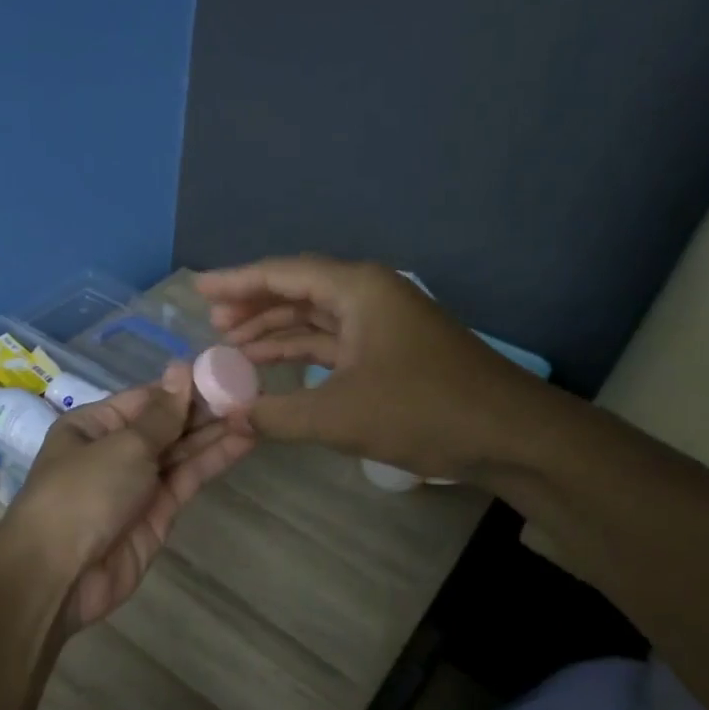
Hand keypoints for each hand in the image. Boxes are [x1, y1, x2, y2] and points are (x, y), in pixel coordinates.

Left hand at [8, 364, 253, 631]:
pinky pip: (187, 479)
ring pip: (180, 452)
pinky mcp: (157, 514)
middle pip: (165, 424)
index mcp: (93, 425)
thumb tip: (181, 368)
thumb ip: (162, 415)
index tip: (223, 372)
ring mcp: (137, 484)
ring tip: (256, 410)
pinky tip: (243, 440)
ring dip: (215, 433)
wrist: (60, 575)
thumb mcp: (124, 445)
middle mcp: (114, 451)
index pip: (145, 398)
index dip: (182, 387)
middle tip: (250, 391)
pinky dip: (213, 460)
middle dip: (203, 409)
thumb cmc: (83, 493)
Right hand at [196, 256, 547, 478]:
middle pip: (298, 289)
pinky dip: (301, 352)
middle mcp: (368, 295)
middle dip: (253, 305)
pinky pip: (333, 341)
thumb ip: (275, 414)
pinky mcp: (390, 351)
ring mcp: (382, 323)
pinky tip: (274, 366)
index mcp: (357, 290)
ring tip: (231, 346)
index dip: (236, 281)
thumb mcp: (339, 415)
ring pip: (315, 317)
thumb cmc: (423, 410)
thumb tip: (228, 415)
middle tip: (211, 323)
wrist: (510, 435)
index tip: (198, 288)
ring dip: (275, 330)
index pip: (283, 274)